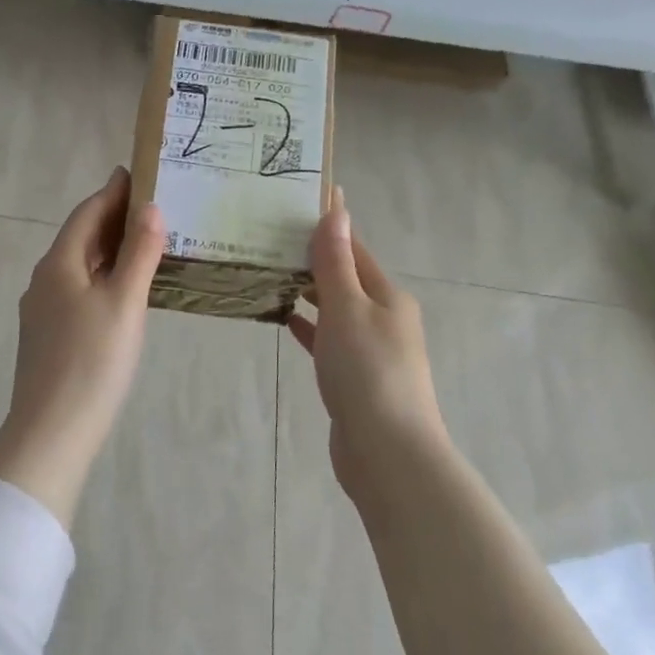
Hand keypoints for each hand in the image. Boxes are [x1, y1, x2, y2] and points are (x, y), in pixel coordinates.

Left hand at [0, 167, 165, 522]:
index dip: (112, 192)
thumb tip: (150, 207)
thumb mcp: (123, 303)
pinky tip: (123, 292)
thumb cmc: (91, 362)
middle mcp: (44, 280)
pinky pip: (78, 292)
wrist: (52, 431)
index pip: (87, 214)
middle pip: (80, 238)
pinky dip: (103, 279)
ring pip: (79, 268)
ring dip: (109, 251)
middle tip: (152, 206)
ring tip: (145, 244)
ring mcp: (42, 311)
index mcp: (58, 264)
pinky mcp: (48, 337)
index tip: (137, 173)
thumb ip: (139, 254)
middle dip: (113, 219)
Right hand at [288, 189, 447, 502]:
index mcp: (387, 296)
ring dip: (307, 291)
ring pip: (334, 308)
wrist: (387, 452)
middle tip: (267, 236)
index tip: (295, 202)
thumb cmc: (367, 372)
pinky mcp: (354, 377)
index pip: (354, 248)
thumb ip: (336, 262)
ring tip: (268, 271)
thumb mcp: (347, 309)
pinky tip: (283, 318)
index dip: (328, 224)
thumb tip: (336, 210)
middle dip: (312, 257)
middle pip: (344, 277)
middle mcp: (383, 317)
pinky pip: (327, 340)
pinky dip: (308, 326)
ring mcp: (369, 349)